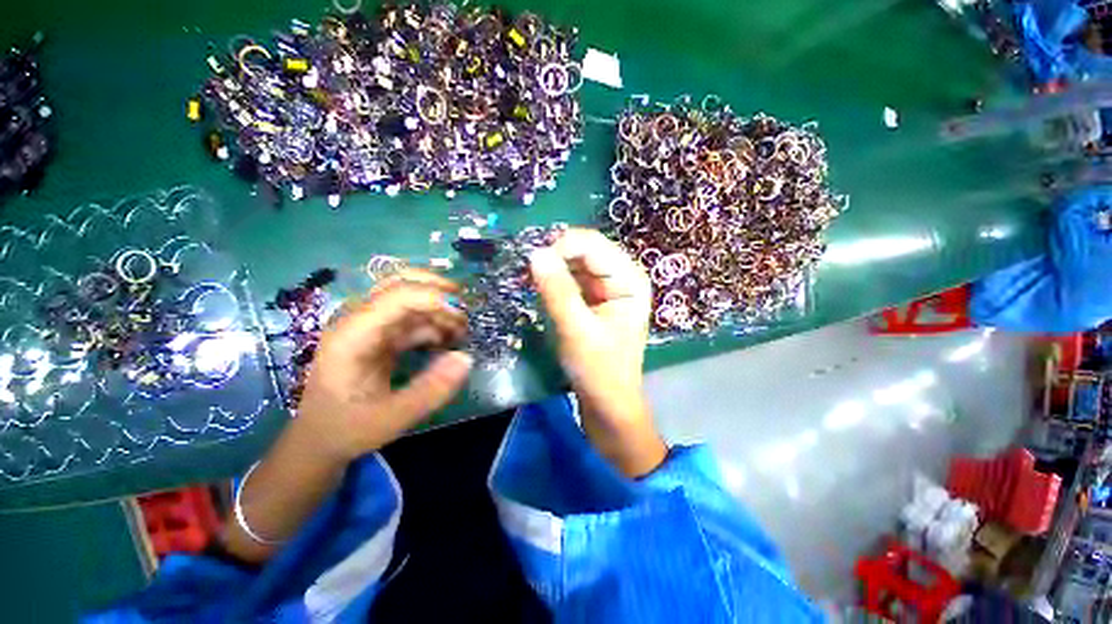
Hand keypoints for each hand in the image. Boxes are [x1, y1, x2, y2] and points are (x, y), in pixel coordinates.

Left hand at [295, 271, 472, 463]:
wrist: (319, 440)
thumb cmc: (347, 429)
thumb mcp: (391, 418)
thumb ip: (430, 390)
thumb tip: (466, 358)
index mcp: (353, 335)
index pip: (396, 295)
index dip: (433, 297)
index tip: (462, 317)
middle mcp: (359, 321)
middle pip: (400, 283)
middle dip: (438, 291)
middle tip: (466, 311)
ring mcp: (370, 326)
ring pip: (409, 298)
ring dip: (438, 308)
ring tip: (462, 331)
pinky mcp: (380, 335)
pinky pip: (411, 318)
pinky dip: (433, 323)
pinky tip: (448, 340)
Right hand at [530, 228, 666, 476]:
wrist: (608, 404)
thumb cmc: (599, 371)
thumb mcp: (576, 330)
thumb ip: (557, 291)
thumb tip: (535, 253)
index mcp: (629, 279)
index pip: (592, 245)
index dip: (560, 247)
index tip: (531, 263)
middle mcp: (621, 276)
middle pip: (584, 251)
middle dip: (555, 256)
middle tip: (525, 271)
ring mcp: (607, 288)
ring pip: (575, 264)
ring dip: (551, 268)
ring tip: (527, 279)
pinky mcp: (594, 300)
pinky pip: (571, 279)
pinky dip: (554, 280)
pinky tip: (538, 287)